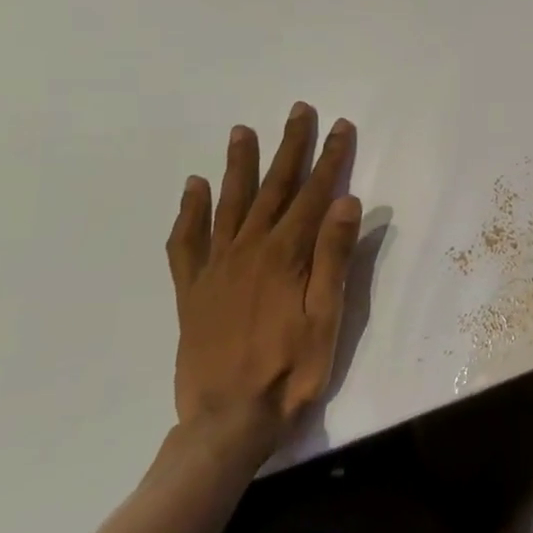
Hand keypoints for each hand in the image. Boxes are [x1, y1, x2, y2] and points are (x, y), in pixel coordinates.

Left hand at [165, 104, 360, 452]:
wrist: (228, 421)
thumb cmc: (292, 368)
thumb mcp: (328, 315)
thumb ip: (335, 256)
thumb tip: (347, 200)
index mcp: (286, 254)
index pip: (315, 194)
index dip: (331, 158)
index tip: (341, 126)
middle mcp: (248, 250)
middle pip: (274, 188)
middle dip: (290, 147)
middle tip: (297, 111)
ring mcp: (215, 268)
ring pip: (228, 204)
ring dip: (239, 166)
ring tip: (242, 132)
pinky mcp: (192, 291)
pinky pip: (185, 242)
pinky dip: (188, 212)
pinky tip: (193, 188)